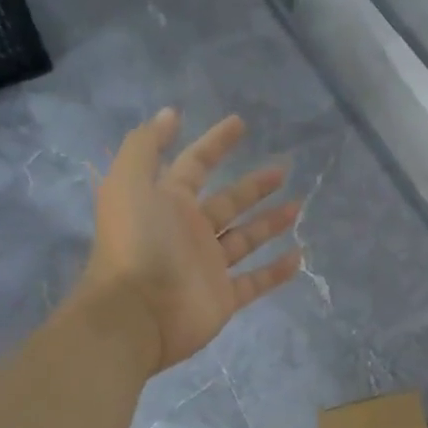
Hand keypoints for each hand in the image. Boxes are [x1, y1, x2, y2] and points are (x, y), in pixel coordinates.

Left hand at [84, 109, 303, 370]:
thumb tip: (170, 113)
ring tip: (298, 206)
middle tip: (283, 168)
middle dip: (253, 185)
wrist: (136, 314)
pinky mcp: (223, 297)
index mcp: (167, 201)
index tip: (240, 123)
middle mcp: (188, 230)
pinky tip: (298, 255)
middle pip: (227, 201)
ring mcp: (207, 266)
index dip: (215, 142)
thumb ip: (146, 145)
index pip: (195, 163)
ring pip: (245, 238)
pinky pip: (254, 281)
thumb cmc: (138, 243)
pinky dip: (275, 271)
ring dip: (270, 222)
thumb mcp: (129, 182)